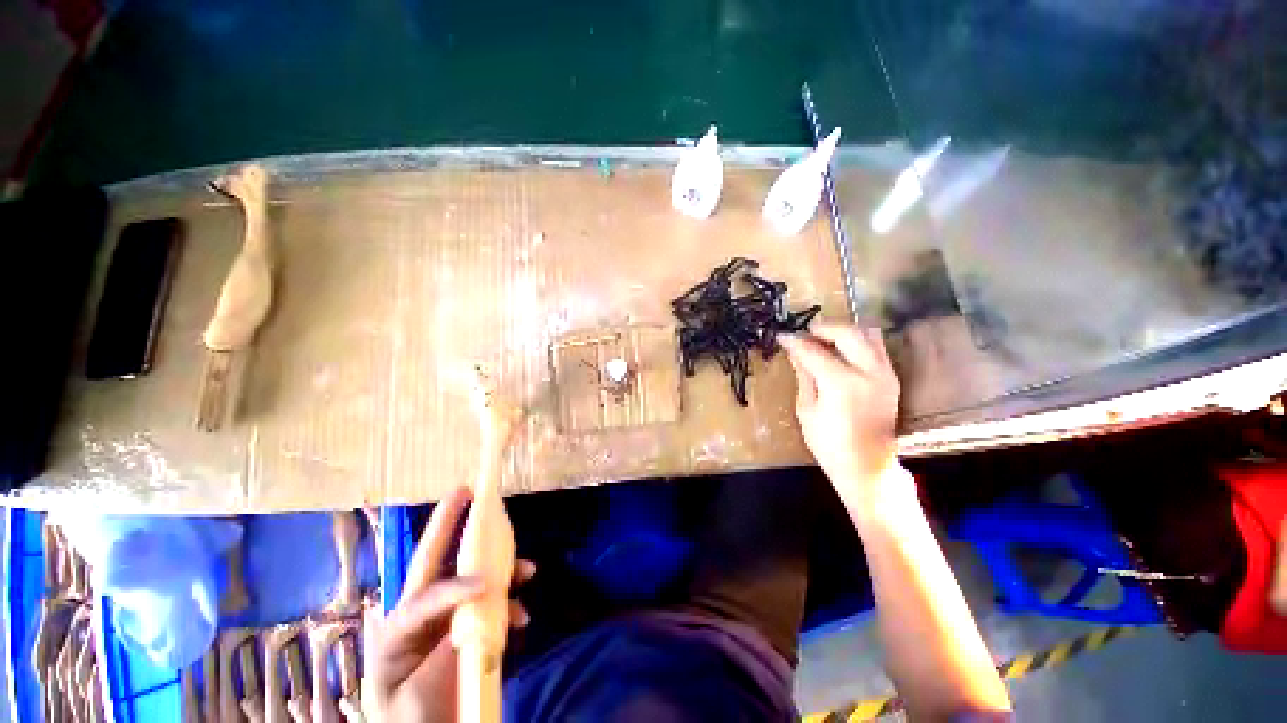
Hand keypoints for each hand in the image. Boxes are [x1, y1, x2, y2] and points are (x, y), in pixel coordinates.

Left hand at [364, 486, 535, 722]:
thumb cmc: (409, 718)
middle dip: (450, 523)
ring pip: (473, 578)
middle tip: (468, 490)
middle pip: (438, 561)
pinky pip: (492, 606)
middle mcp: (423, 614)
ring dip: (501, 568)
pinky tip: (522, 617)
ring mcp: (447, 620)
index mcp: (399, 625)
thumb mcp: (412, 687)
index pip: (425, 590)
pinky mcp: (468, 631)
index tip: (485, 582)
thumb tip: (479, 593)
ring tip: (528, 569)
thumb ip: (439, 639)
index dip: (455, 583)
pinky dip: (510, 604)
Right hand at [779, 324, 901, 500]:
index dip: (795, 341)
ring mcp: (885, 374)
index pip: (813, 350)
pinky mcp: (891, 378)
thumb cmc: (829, 443)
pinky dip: (857, 342)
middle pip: (847, 332)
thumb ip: (804, 374)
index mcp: (841, 383)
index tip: (782, 336)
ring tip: (824, 339)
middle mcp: (868, 372)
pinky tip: (841, 352)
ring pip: (868, 333)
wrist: (867, 465)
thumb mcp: (806, 408)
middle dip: (823, 328)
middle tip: (805, 333)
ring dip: (843, 331)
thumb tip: (794, 350)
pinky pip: (876, 347)